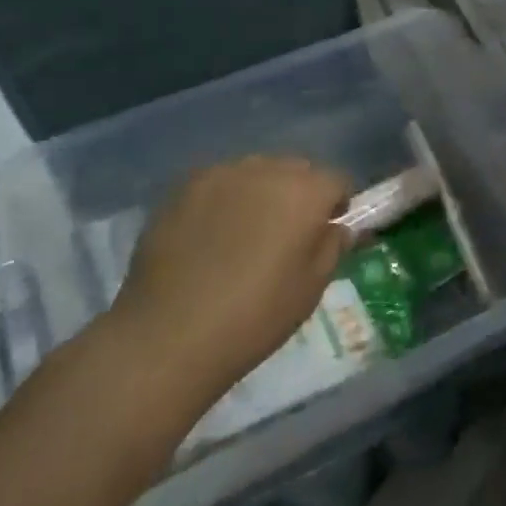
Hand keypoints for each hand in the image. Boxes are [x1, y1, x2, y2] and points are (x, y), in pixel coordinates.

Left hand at [107, 156, 349, 409]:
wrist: (168, 336)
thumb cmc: (255, 316)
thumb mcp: (311, 289)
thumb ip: (332, 247)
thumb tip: (337, 227)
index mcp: (306, 191)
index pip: (337, 180)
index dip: (337, 205)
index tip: (327, 231)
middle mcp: (267, 169)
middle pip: (296, 170)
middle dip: (299, 193)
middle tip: (287, 234)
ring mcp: (221, 174)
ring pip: (256, 171)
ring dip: (261, 192)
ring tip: (246, 232)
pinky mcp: (183, 187)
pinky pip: (219, 183)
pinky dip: (225, 199)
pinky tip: (211, 234)